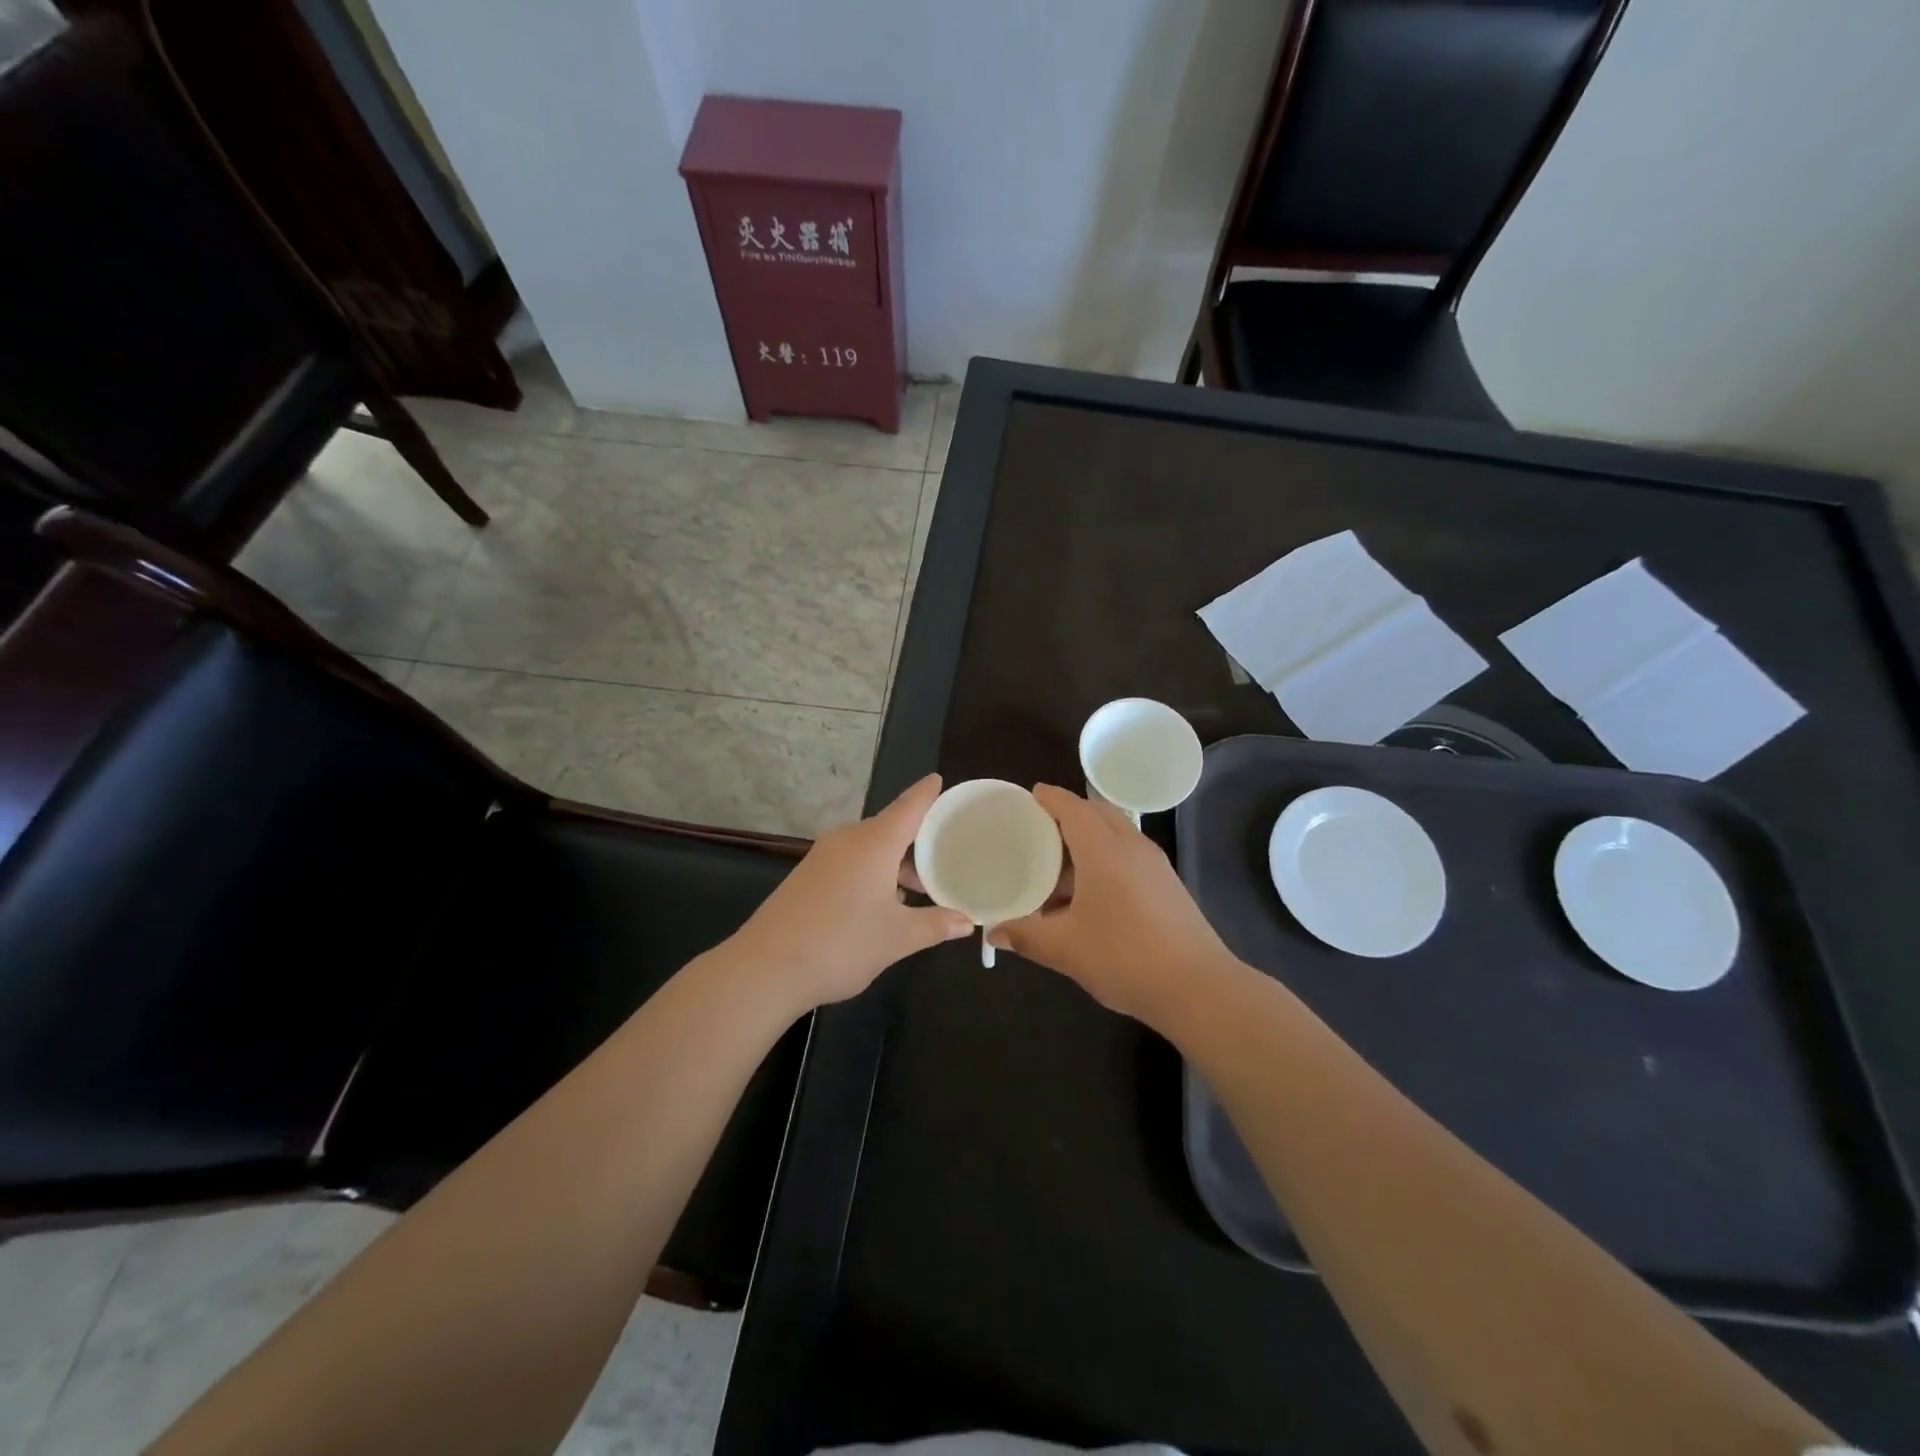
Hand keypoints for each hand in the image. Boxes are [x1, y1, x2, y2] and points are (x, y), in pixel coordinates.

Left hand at [732, 774, 972, 1012]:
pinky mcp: (807, 876)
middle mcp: (848, 840)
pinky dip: (872, 872)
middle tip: (945, 855)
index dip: (927, 793)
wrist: (765, 968)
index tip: (939, 780)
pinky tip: (882, 904)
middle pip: (890, 828)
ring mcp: (823, 857)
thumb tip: (966, 921)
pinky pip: (850, 862)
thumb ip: (935, 924)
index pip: (909, 806)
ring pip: (869, 848)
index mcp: (874, 843)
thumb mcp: (897, 938)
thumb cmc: (841, 944)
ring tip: (919, 888)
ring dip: (894, 863)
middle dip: (917, 841)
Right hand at [989, 785, 1239, 1026]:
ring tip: (1059, 867)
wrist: (1198, 988)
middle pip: (1098, 814)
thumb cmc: (1125, 957)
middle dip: (1070, 814)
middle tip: (1040, 829)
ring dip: (1089, 839)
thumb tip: (993, 933)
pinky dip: (1106, 858)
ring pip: (1116, 835)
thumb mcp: (1065, 948)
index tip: (1031, 795)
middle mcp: (1131, 847)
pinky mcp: (1167, 886)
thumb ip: (1026, 935)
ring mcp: (1155, 866)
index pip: (1074, 808)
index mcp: (1104, 851)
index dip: (1051, 798)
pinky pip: (1129, 856)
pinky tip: (1090, 894)